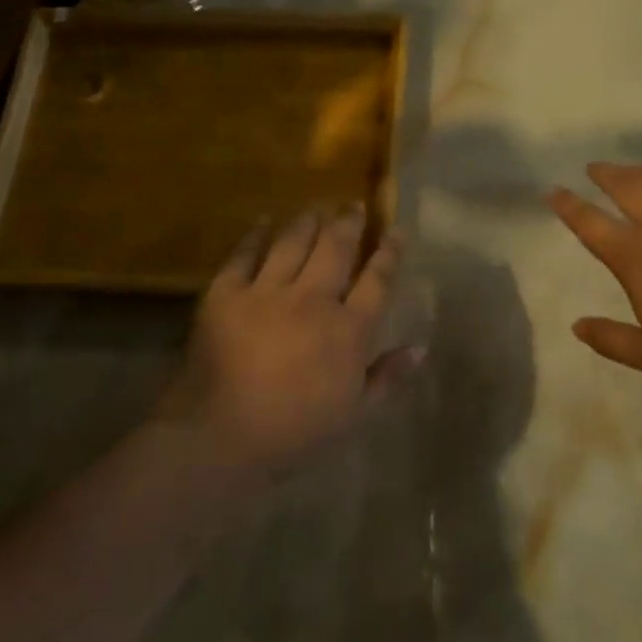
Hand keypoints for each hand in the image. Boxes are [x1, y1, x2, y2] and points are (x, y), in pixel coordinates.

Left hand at [156, 206, 423, 487]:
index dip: (389, 252)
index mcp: (348, 330)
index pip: (377, 280)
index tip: (397, 230)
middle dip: (348, 222)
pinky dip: (255, 234)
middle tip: (354, 204)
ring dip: (308, 221)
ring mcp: (267, 292)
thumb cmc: (296, 432)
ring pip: (293, 243)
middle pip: (336, 249)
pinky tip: (264, 220)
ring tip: (317, 205)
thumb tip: (420, 348)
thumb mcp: (355, 414)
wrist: (221, 436)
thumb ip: (387, 377)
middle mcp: (312, 300)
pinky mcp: (226, 294)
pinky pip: (243, 254)